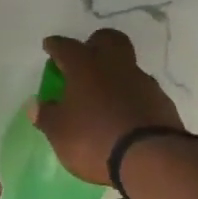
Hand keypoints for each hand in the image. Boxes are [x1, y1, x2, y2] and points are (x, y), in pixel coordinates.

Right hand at [32, 29, 184, 184]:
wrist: (151, 159)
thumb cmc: (94, 139)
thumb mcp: (59, 132)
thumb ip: (47, 116)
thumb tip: (36, 106)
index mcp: (84, 66)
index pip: (65, 46)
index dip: (55, 46)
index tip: (49, 46)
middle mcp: (114, 66)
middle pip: (108, 39)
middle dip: (94, 43)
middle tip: (84, 58)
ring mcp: (142, 81)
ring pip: (127, 65)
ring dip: (114, 73)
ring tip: (103, 94)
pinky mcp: (161, 101)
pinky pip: (141, 90)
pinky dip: (130, 96)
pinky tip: (123, 113)